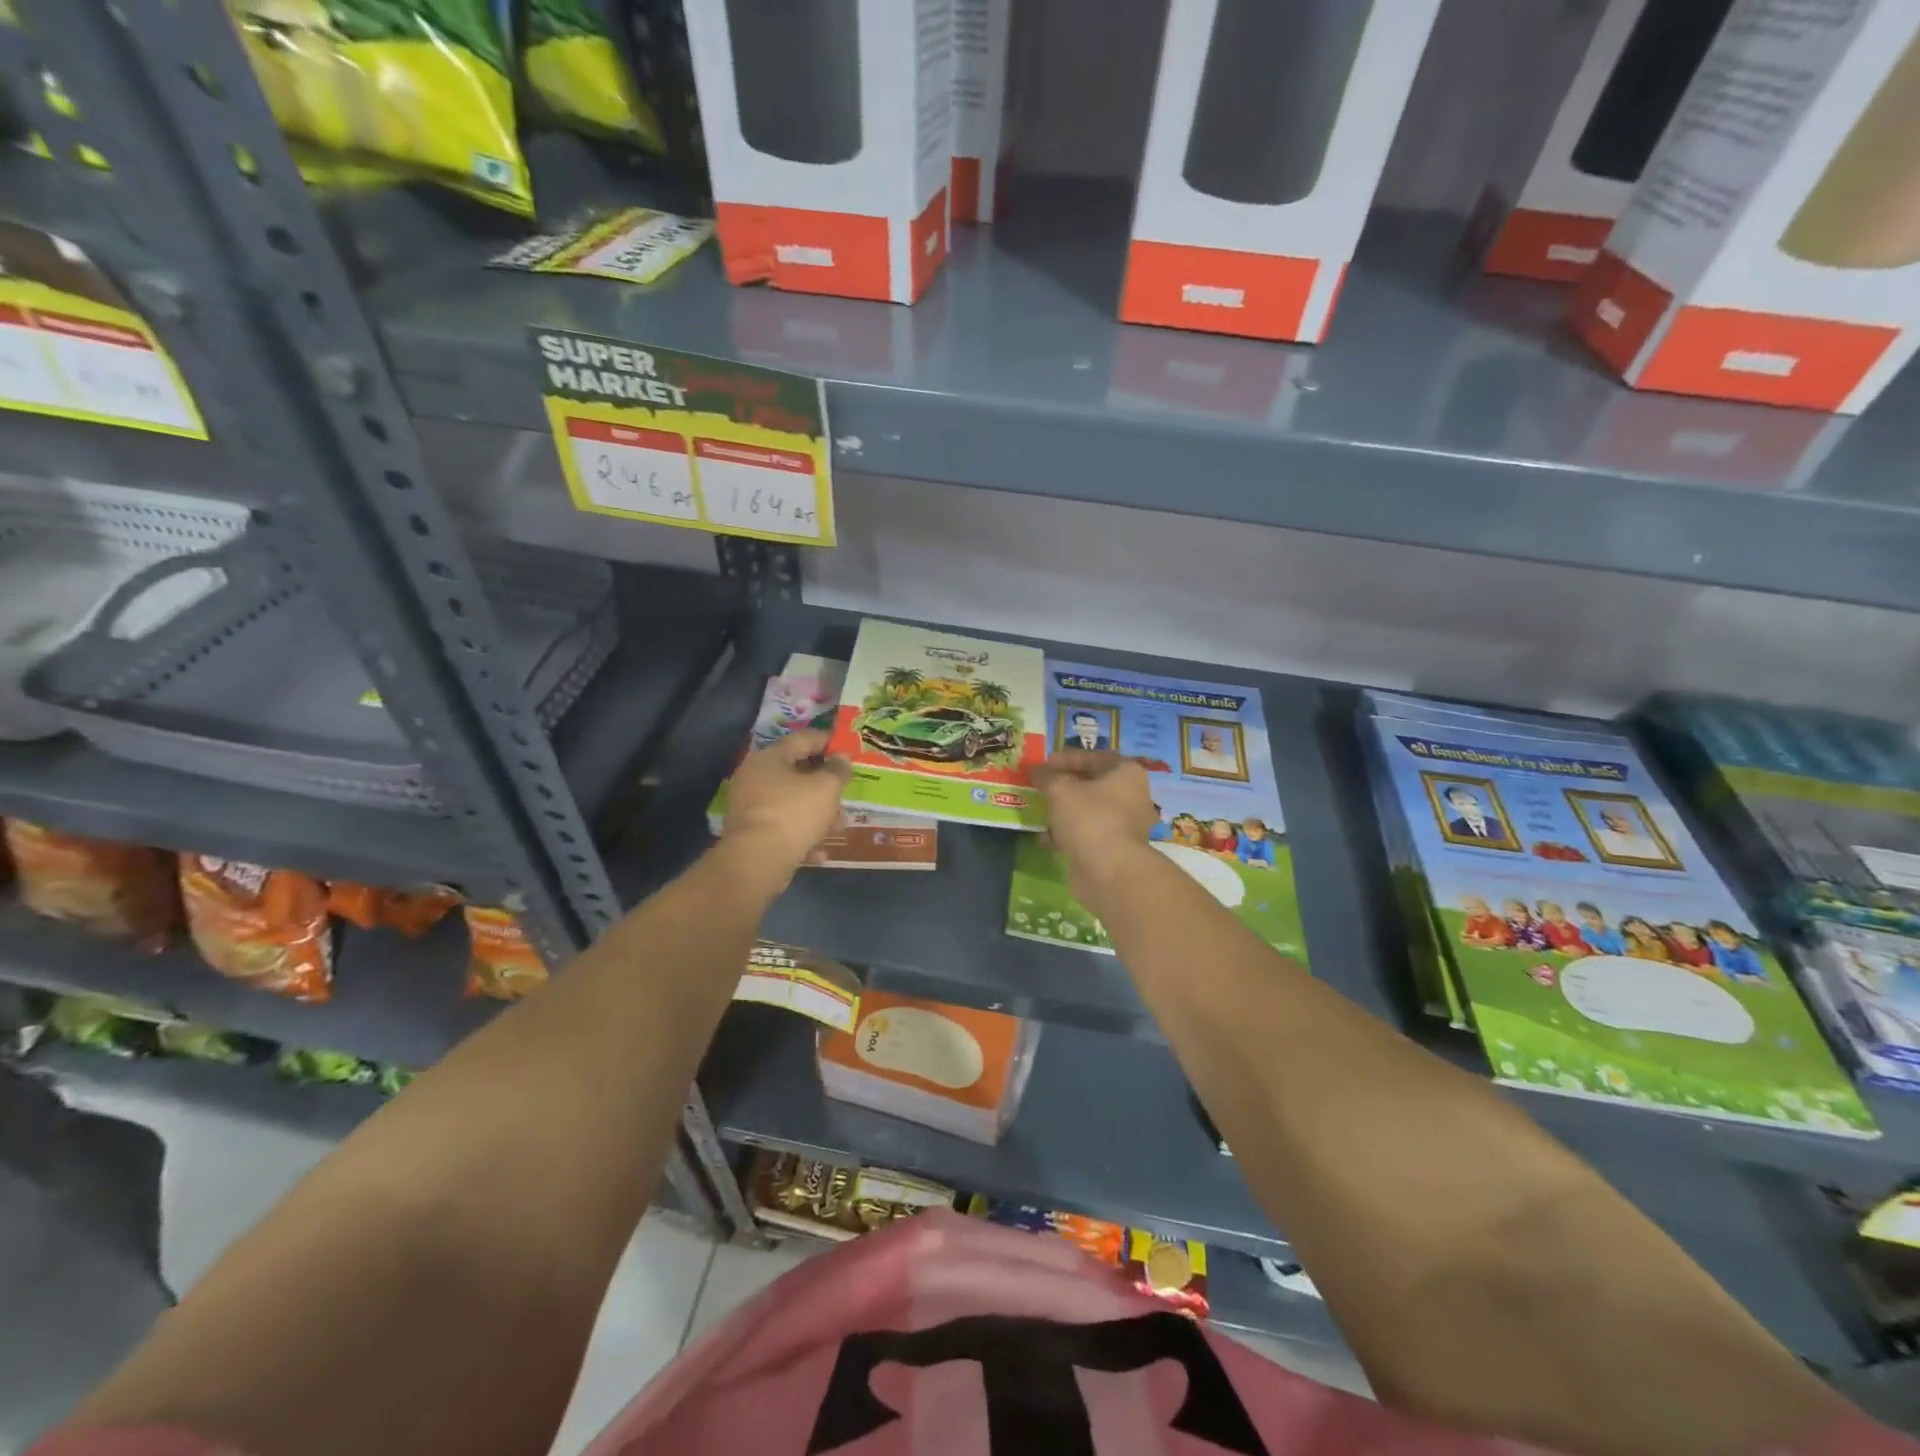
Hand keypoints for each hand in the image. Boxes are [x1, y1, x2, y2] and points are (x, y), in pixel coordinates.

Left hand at [720, 729, 850, 893]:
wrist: (757, 860)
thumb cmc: (794, 812)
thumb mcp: (826, 787)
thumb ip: (837, 770)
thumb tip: (841, 758)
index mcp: (770, 758)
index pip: (802, 739)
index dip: (826, 740)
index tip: (846, 747)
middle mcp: (755, 778)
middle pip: (796, 774)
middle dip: (825, 785)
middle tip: (845, 791)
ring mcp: (750, 807)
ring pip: (792, 804)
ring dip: (817, 814)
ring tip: (838, 827)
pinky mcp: (751, 834)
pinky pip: (783, 828)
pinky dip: (802, 836)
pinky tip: (820, 852)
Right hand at [1034, 749, 1158, 909]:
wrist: (1109, 872)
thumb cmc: (1089, 819)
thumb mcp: (1060, 790)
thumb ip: (1046, 776)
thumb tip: (1035, 770)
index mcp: (1126, 773)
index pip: (1093, 757)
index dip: (1065, 759)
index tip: (1043, 766)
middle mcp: (1132, 795)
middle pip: (1092, 784)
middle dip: (1064, 786)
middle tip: (1041, 787)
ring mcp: (1126, 824)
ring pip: (1089, 810)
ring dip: (1064, 811)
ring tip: (1040, 813)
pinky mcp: (1115, 848)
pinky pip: (1088, 832)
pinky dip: (1069, 833)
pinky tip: (1047, 839)